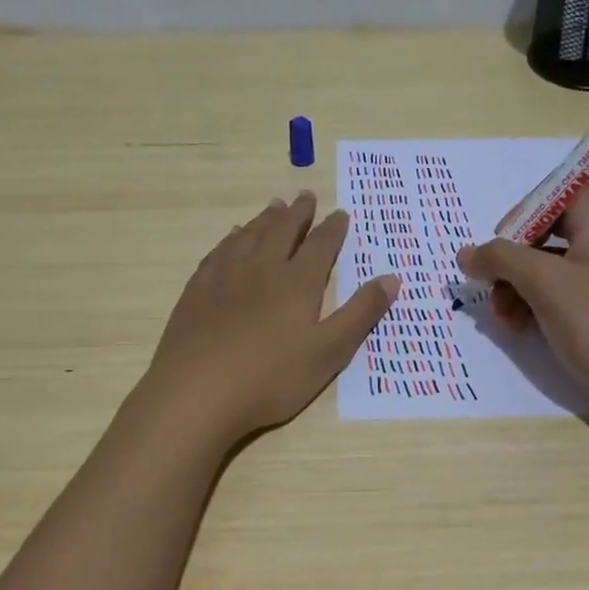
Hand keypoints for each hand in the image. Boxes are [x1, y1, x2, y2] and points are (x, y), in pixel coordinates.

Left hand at [140, 191, 398, 444]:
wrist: (197, 393)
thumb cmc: (271, 378)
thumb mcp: (329, 352)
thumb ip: (360, 314)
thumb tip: (392, 277)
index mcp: (297, 282)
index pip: (321, 245)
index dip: (333, 228)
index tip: (341, 213)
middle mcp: (262, 268)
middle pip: (283, 230)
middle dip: (299, 213)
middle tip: (306, 196)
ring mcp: (225, 276)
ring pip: (250, 235)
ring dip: (266, 218)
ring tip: (275, 206)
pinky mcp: (198, 289)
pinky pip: (219, 251)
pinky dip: (232, 237)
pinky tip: (233, 237)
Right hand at [457, 180, 588, 409]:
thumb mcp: (544, 284)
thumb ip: (501, 258)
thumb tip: (467, 253)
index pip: (562, 191)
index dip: (527, 208)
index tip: (501, 240)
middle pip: (550, 229)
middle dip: (513, 257)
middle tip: (491, 284)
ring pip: (551, 265)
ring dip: (518, 285)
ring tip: (503, 319)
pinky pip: (563, 291)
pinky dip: (537, 303)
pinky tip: (521, 327)